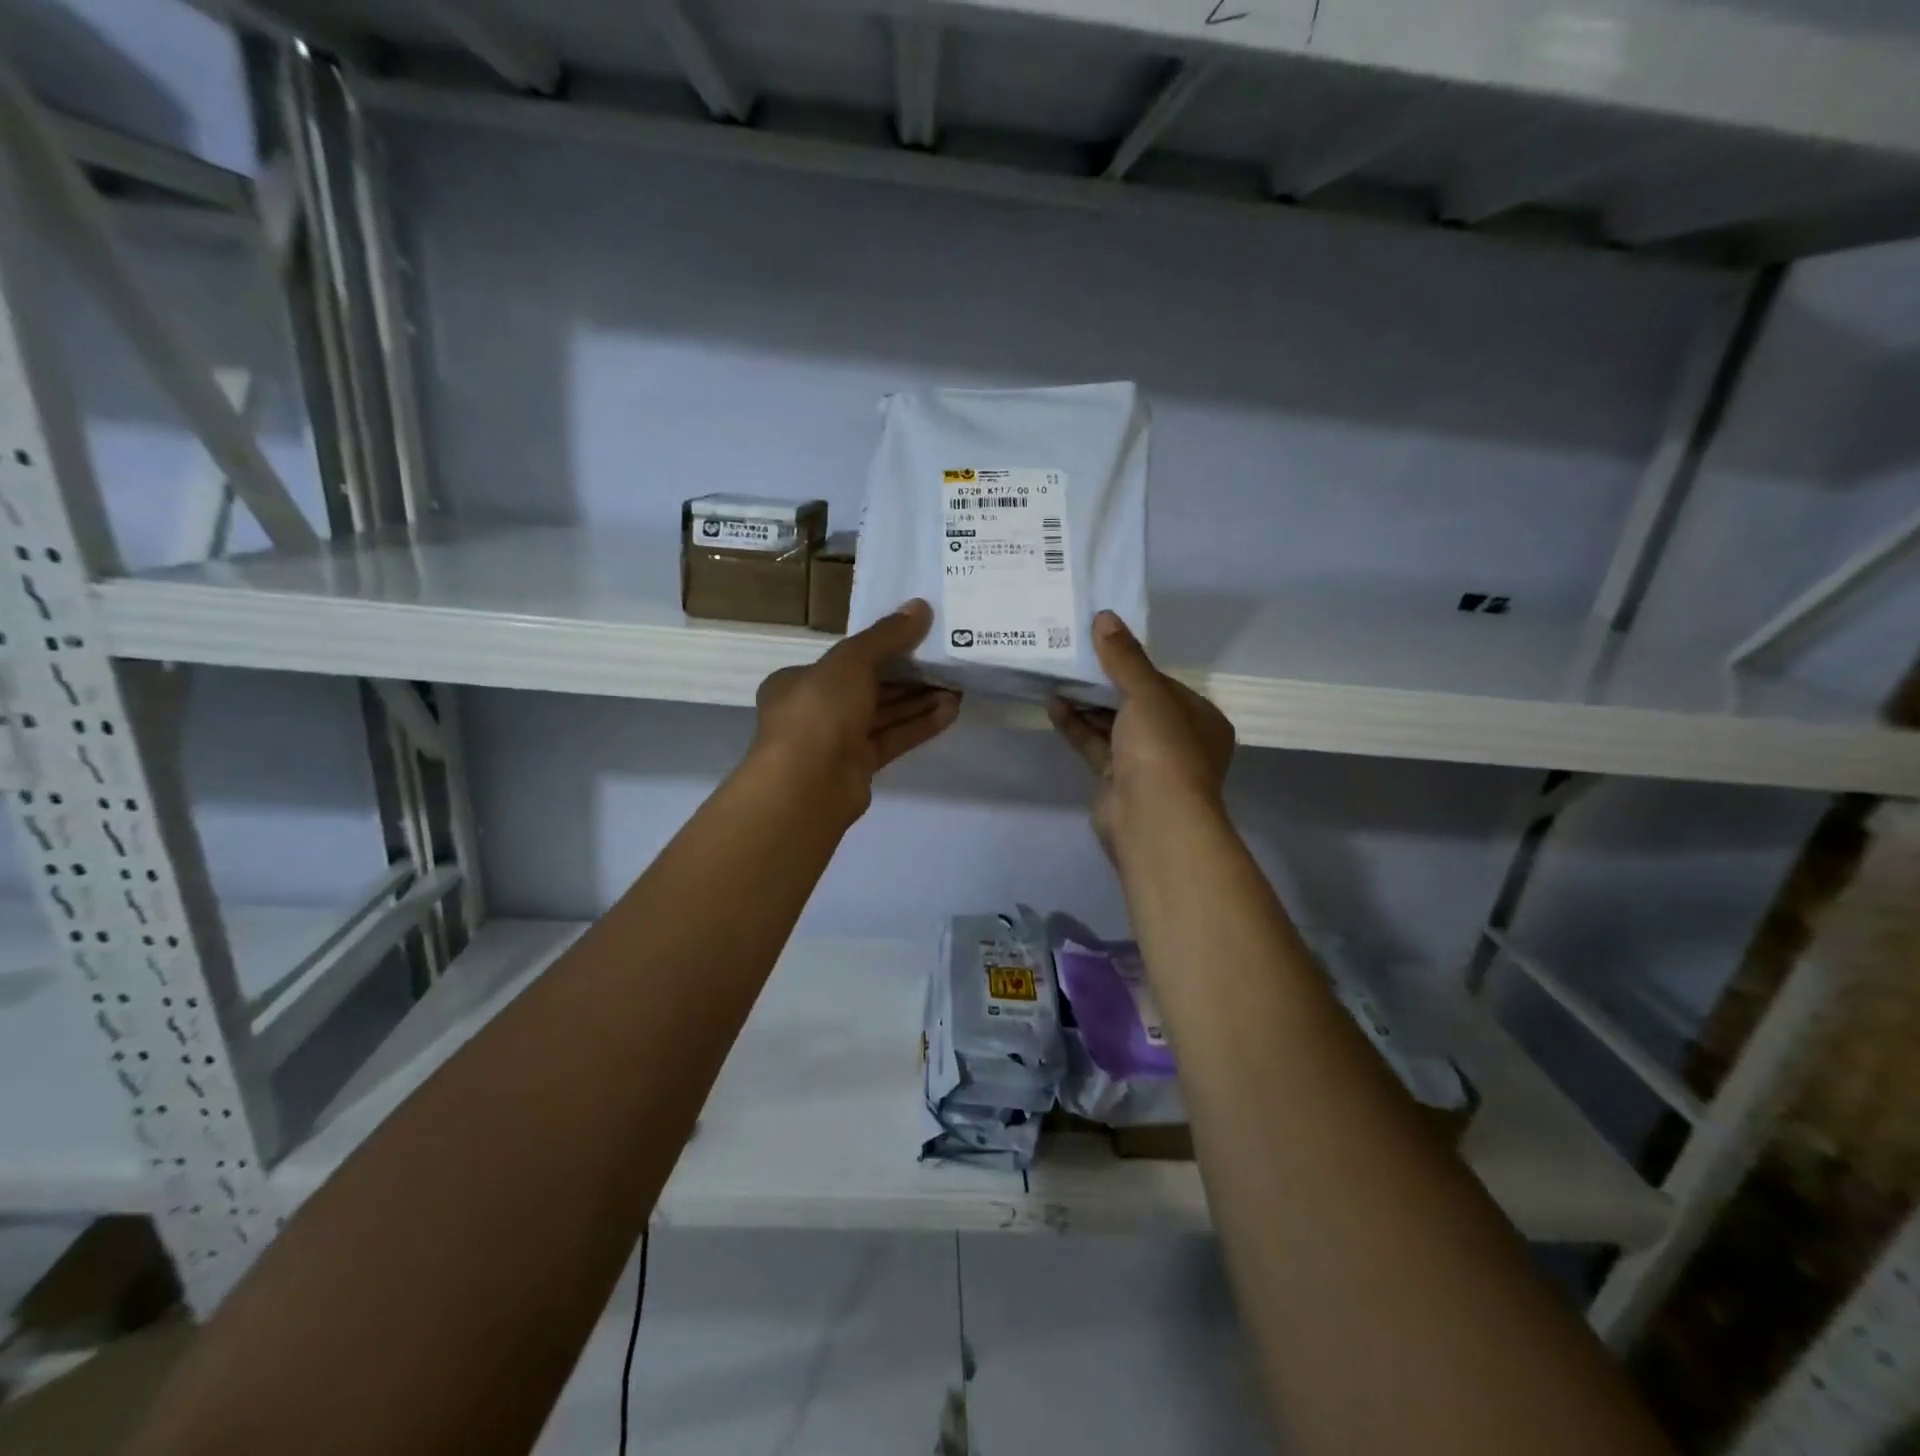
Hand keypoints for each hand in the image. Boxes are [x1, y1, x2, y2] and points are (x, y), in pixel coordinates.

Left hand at [753, 599, 960, 819]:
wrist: (808, 785)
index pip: (845, 660)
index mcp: (798, 681)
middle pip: (867, 688)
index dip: (881, 648)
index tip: (917, 640)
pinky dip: (918, 726)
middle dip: (908, 677)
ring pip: (883, 715)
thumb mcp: (852, 661)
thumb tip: (921, 607)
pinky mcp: (858, 768)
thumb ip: (887, 635)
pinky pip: (892, 739)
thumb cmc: (820, 710)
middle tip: (946, 664)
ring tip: (957, 688)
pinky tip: (950, 712)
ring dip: (918, 701)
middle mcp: (815, 711)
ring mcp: (836, 742)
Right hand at [1048, 610, 1234, 858]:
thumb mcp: (1146, 694)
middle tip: (1073, 656)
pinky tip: (1053, 704)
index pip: (1163, 683)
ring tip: (1057, 676)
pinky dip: (1077, 726)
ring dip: (1087, 703)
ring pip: (1114, 726)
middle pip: (1136, 704)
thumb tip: (1105, 616)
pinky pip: (1096, 746)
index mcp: (1200, 719)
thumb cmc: (1163, 749)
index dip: (1132, 664)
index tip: (1101, 644)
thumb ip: (1124, 657)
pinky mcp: (1117, 781)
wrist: (1152, 819)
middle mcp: (1177, 741)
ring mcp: (1147, 764)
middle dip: (1105, 683)